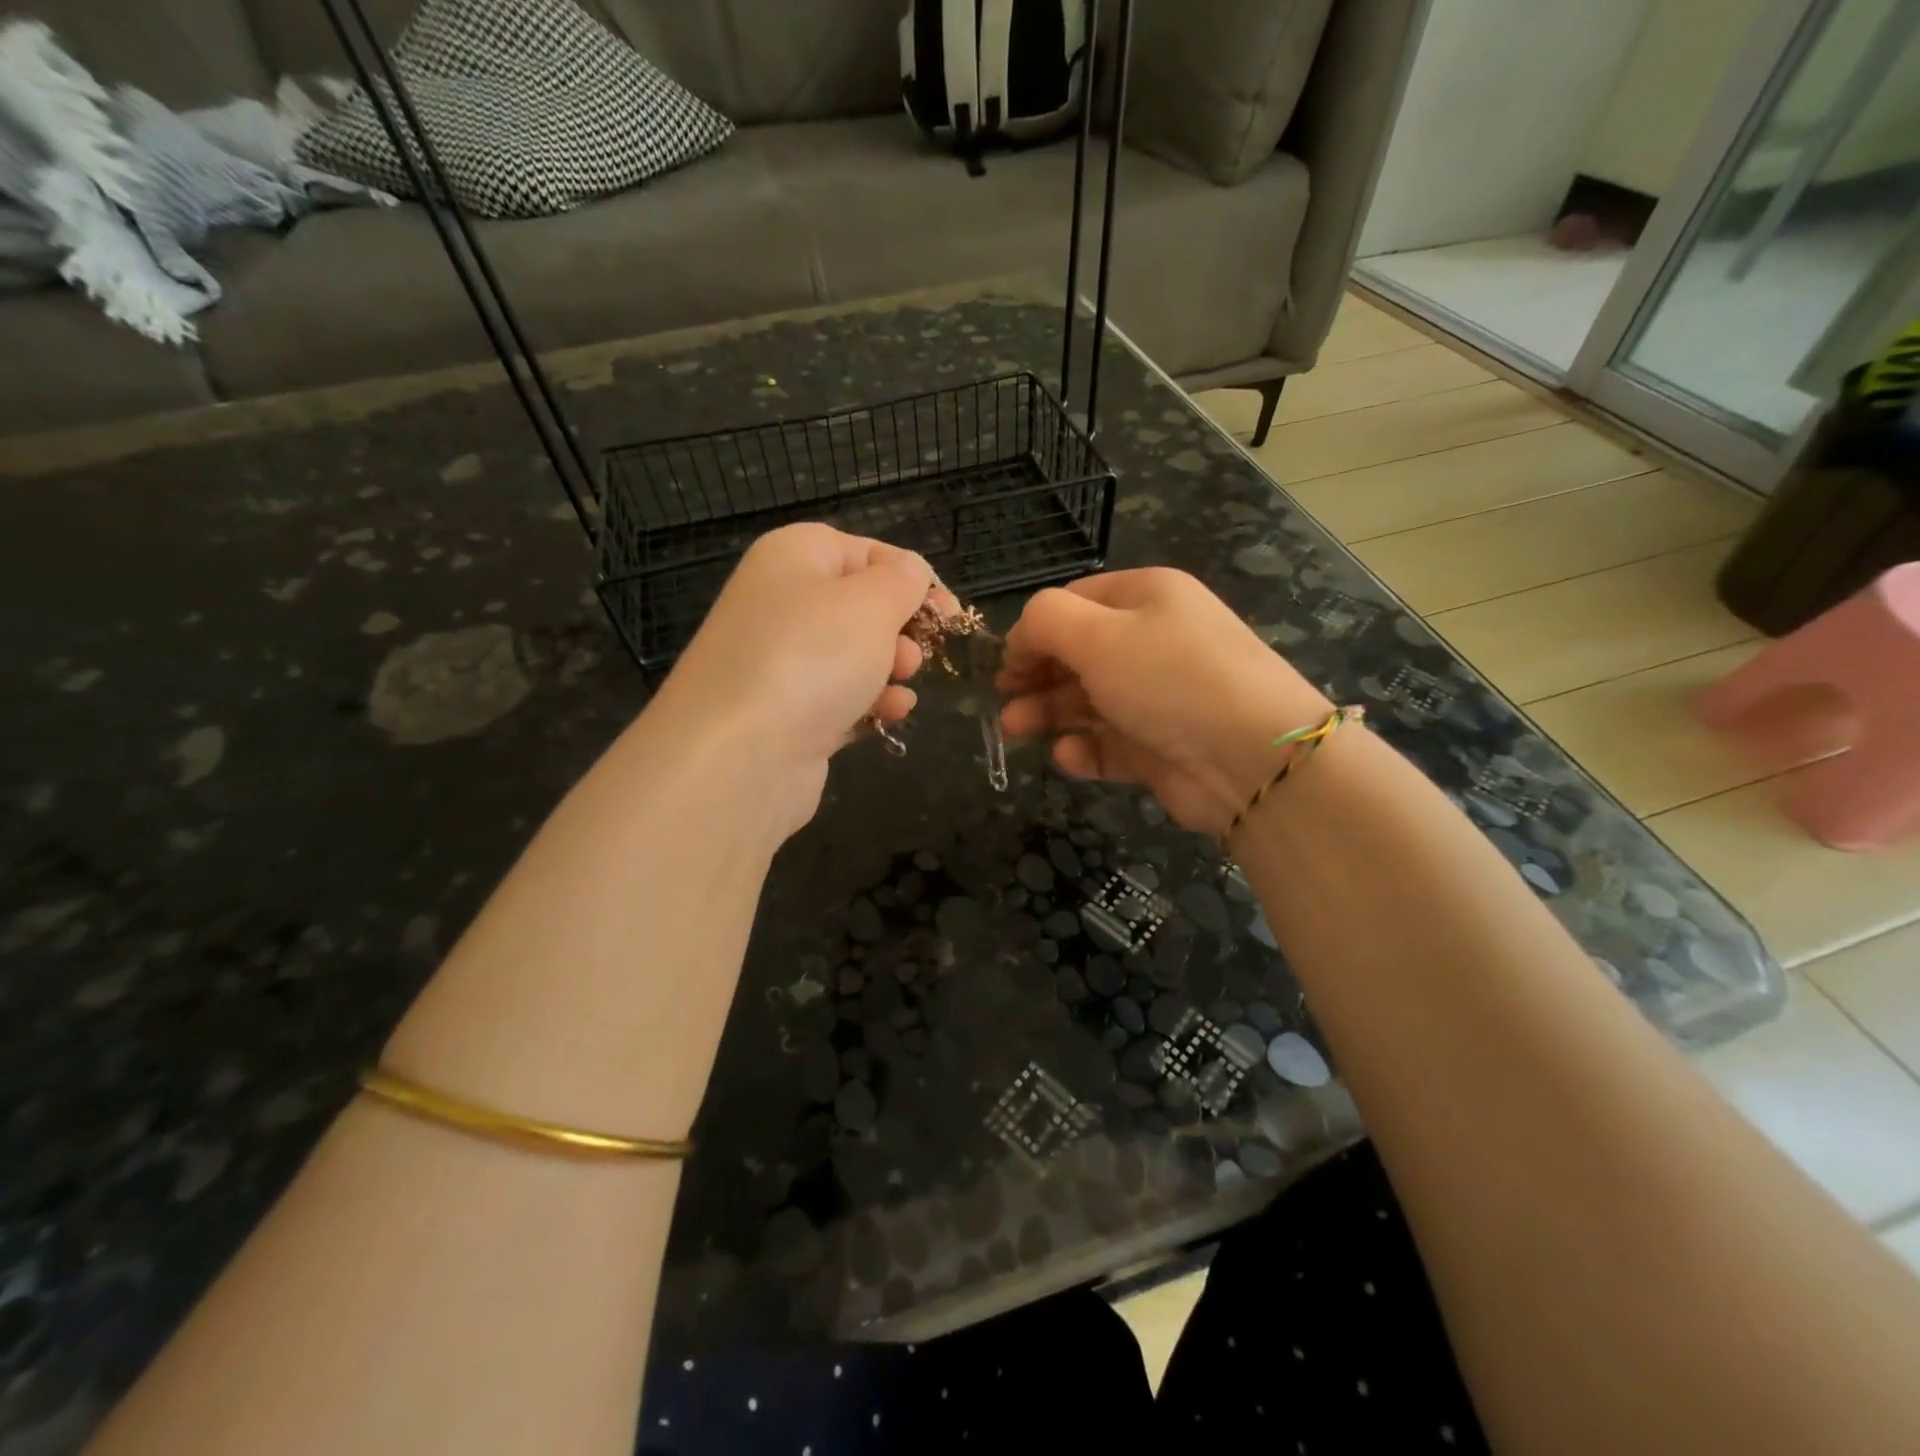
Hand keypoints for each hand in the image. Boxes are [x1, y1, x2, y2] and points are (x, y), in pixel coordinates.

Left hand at [649, 523, 947, 829]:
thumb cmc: (813, 657)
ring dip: (890, 669)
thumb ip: (901, 580)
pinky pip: (838, 699)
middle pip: (859, 606)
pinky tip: (889, 715)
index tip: (948, 611)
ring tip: (902, 685)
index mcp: (793, 557)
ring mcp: (779, 663)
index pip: (864, 551)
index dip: (910, 576)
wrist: (741, 755)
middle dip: (901, 628)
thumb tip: (909, 571)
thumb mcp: (872, 602)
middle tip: (919, 652)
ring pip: (852, 656)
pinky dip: (868, 704)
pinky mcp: (785, 715)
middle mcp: (780, 604)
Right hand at [997, 569, 1332, 835]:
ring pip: (1089, 701)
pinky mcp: (1160, 747)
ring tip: (1015, 731)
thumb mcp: (1097, 634)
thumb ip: (1044, 622)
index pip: (1076, 602)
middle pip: (1079, 654)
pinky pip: (1111, 743)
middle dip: (1036, 676)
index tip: (1005, 662)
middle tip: (1003, 701)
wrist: (1250, 759)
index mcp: (1147, 598)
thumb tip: (1021, 638)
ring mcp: (1159, 698)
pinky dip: (1084, 749)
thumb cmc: (1168, 678)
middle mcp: (1155, 642)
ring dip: (1049, 713)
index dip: (1035, 630)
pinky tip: (1066, 756)